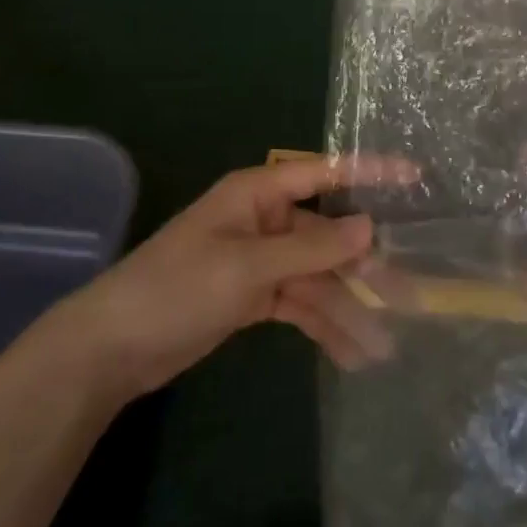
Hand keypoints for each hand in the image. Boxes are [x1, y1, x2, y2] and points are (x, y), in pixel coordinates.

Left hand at [70, 156, 412, 399]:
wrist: (111, 349)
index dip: (370, 172)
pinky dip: (324, 326)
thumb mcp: (246, 267)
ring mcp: (261, 261)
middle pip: (328, 236)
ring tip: (384, 345)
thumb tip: (370, 228)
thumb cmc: (176, 289)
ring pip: (318, 278)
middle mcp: (266, 221)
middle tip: (409, 295)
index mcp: (258, 194)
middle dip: (365, 267)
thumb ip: (311, 249)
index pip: (324, 174)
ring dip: (347, 309)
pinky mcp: (255, 298)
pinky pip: (301, 305)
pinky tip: (352, 353)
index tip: (415, 177)